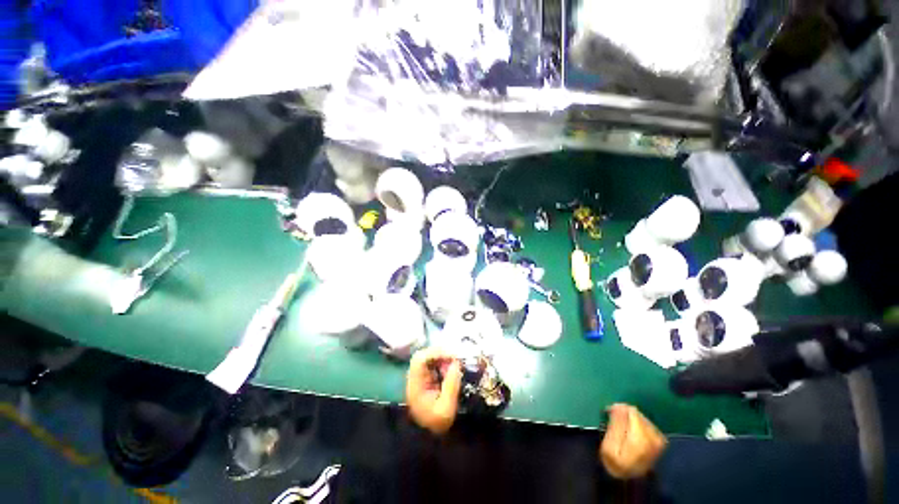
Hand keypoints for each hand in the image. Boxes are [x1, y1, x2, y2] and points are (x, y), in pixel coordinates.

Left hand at [406, 347, 462, 434]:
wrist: (428, 438)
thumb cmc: (436, 424)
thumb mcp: (446, 408)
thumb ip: (452, 384)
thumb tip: (457, 363)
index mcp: (415, 384)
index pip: (420, 359)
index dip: (435, 353)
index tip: (452, 356)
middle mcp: (415, 377)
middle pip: (423, 355)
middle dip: (440, 353)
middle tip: (455, 358)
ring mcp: (419, 377)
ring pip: (428, 357)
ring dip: (442, 357)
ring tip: (455, 363)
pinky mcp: (425, 378)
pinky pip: (433, 363)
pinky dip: (442, 362)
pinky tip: (451, 368)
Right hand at [600, 404, 666, 478]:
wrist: (634, 485)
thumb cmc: (618, 465)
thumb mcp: (610, 446)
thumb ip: (616, 425)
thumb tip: (618, 406)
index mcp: (641, 437)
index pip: (630, 410)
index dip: (618, 409)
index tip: (608, 413)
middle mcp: (654, 436)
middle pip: (637, 413)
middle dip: (625, 416)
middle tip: (615, 424)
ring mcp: (659, 439)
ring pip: (642, 418)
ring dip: (632, 421)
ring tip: (623, 431)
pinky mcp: (661, 442)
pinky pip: (647, 425)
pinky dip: (638, 427)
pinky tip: (633, 436)